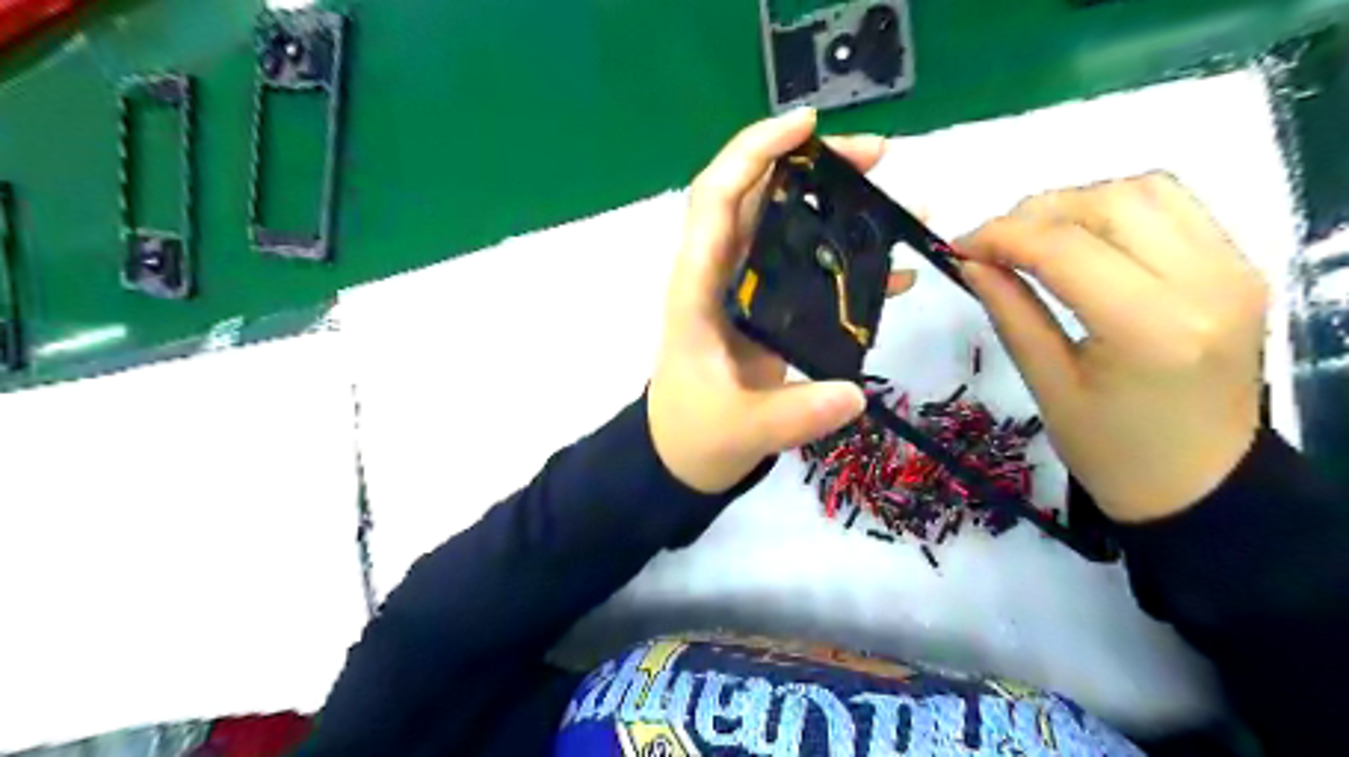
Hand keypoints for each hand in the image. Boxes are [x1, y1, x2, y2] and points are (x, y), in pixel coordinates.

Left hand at [647, 111, 910, 492]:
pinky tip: (894, 269)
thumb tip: (855, 394)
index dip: (754, 152)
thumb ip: (794, 414)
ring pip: (787, 226)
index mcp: (698, 288)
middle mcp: (720, 275)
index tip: (808, 126)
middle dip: (813, 165)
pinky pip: (807, 268)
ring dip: (837, 205)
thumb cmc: (696, 433)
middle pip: (760, 197)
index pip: (717, 199)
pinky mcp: (768, 309)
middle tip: (877, 157)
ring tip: (897, 202)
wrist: (686, 453)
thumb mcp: (741, 428)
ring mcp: (746, 290)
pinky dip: (847, 260)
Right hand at [959, 175, 1265, 521]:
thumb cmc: (1110, 450)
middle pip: (1108, 204)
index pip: (1065, 248)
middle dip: (1035, 212)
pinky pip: (1174, 207)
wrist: (1200, 481)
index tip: (959, 246)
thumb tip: (971, 261)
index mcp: (1150, 329)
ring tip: (1033, 238)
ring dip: (1076, 203)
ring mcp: (1233, 269)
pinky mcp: (1240, 266)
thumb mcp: (1046, 385)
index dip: (1002, 236)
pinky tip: (1084, 238)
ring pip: (1145, 191)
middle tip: (991, 244)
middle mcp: (1205, 284)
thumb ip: (1010, 312)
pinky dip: (1117, 208)